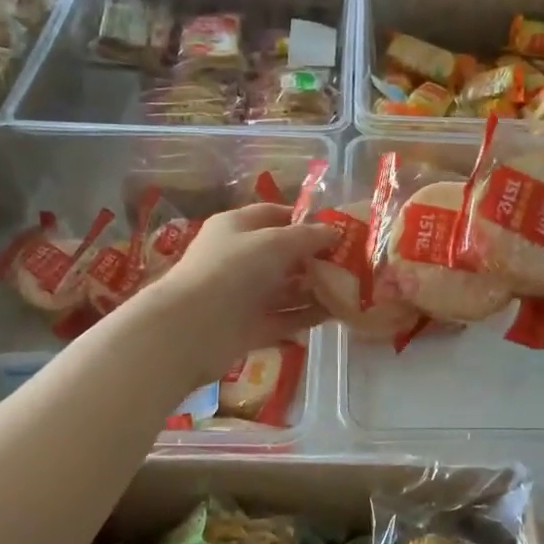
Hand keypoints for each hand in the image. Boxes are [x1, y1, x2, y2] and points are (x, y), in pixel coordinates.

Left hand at [135, 204, 335, 378]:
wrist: (193, 327)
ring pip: (285, 289)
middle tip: (350, 263)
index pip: (273, 215)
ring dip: (314, 289)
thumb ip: (308, 236)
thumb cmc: (233, 269)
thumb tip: (335, 232)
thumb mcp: (275, 242)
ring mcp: (243, 295)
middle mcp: (239, 258)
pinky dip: (306, 316)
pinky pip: (284, 319)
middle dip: (315, 258)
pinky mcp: (249, 327)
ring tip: (349, 290)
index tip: (336, 229)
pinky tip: (334, 315)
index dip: (304, 219)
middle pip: (283, 255)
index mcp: (236, 227)